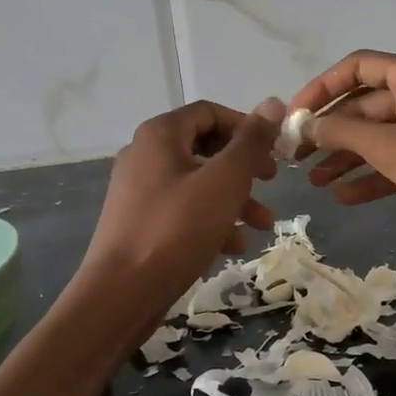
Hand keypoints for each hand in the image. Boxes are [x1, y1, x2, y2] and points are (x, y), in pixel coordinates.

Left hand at [80, 99, 282, 308]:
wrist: (122, 292)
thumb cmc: (178, 228)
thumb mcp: (225, 180)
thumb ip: (251, 141)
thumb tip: (273, 103)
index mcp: (160, 135)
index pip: (210, 113)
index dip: (246, 127)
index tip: (273, 152)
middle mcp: (145, 156)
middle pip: (205, 149)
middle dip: (244, 168)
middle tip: (271, 183)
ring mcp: (139, 191)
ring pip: (198, 184)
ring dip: (234, 200)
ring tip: (262, 226)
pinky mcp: (140, 223)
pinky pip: (183, 211)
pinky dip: (211, 221)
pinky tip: (232, 246)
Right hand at [290, 52, 395, 260]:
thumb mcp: (392, 146)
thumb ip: (343, 133)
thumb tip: (304, 126)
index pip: (358, 67)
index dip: (322, 87)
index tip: (295, 115)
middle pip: (365, 105)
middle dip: (331, 130)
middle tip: (296, 156)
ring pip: (379, 138)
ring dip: (346, 157)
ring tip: (313, 181)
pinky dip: (371, 177)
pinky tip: (344, 197)